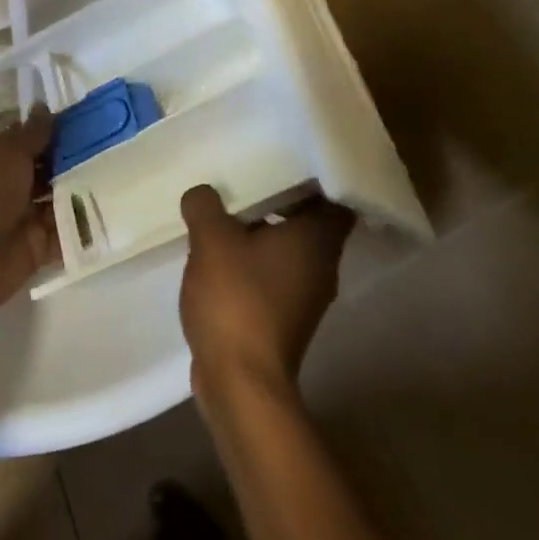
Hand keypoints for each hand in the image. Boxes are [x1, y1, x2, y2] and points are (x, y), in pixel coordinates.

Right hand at [179, 186, 353, 400]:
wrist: (240, 384)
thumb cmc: (236, 300)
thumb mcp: (212, 240)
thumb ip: (205, 206)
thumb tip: (202, 195)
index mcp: (316, 241)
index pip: (336, 197)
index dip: (318, 175)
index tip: (291, 156)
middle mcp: (321, 266)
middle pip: (311, 221)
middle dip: (283, 198)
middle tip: (252, 172)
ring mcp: (305, 296)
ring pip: (291, 248)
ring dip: (266, 229)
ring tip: (230, 207)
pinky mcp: (284, 319)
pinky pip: (275, 273)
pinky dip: (256, 259)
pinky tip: (223, 251)